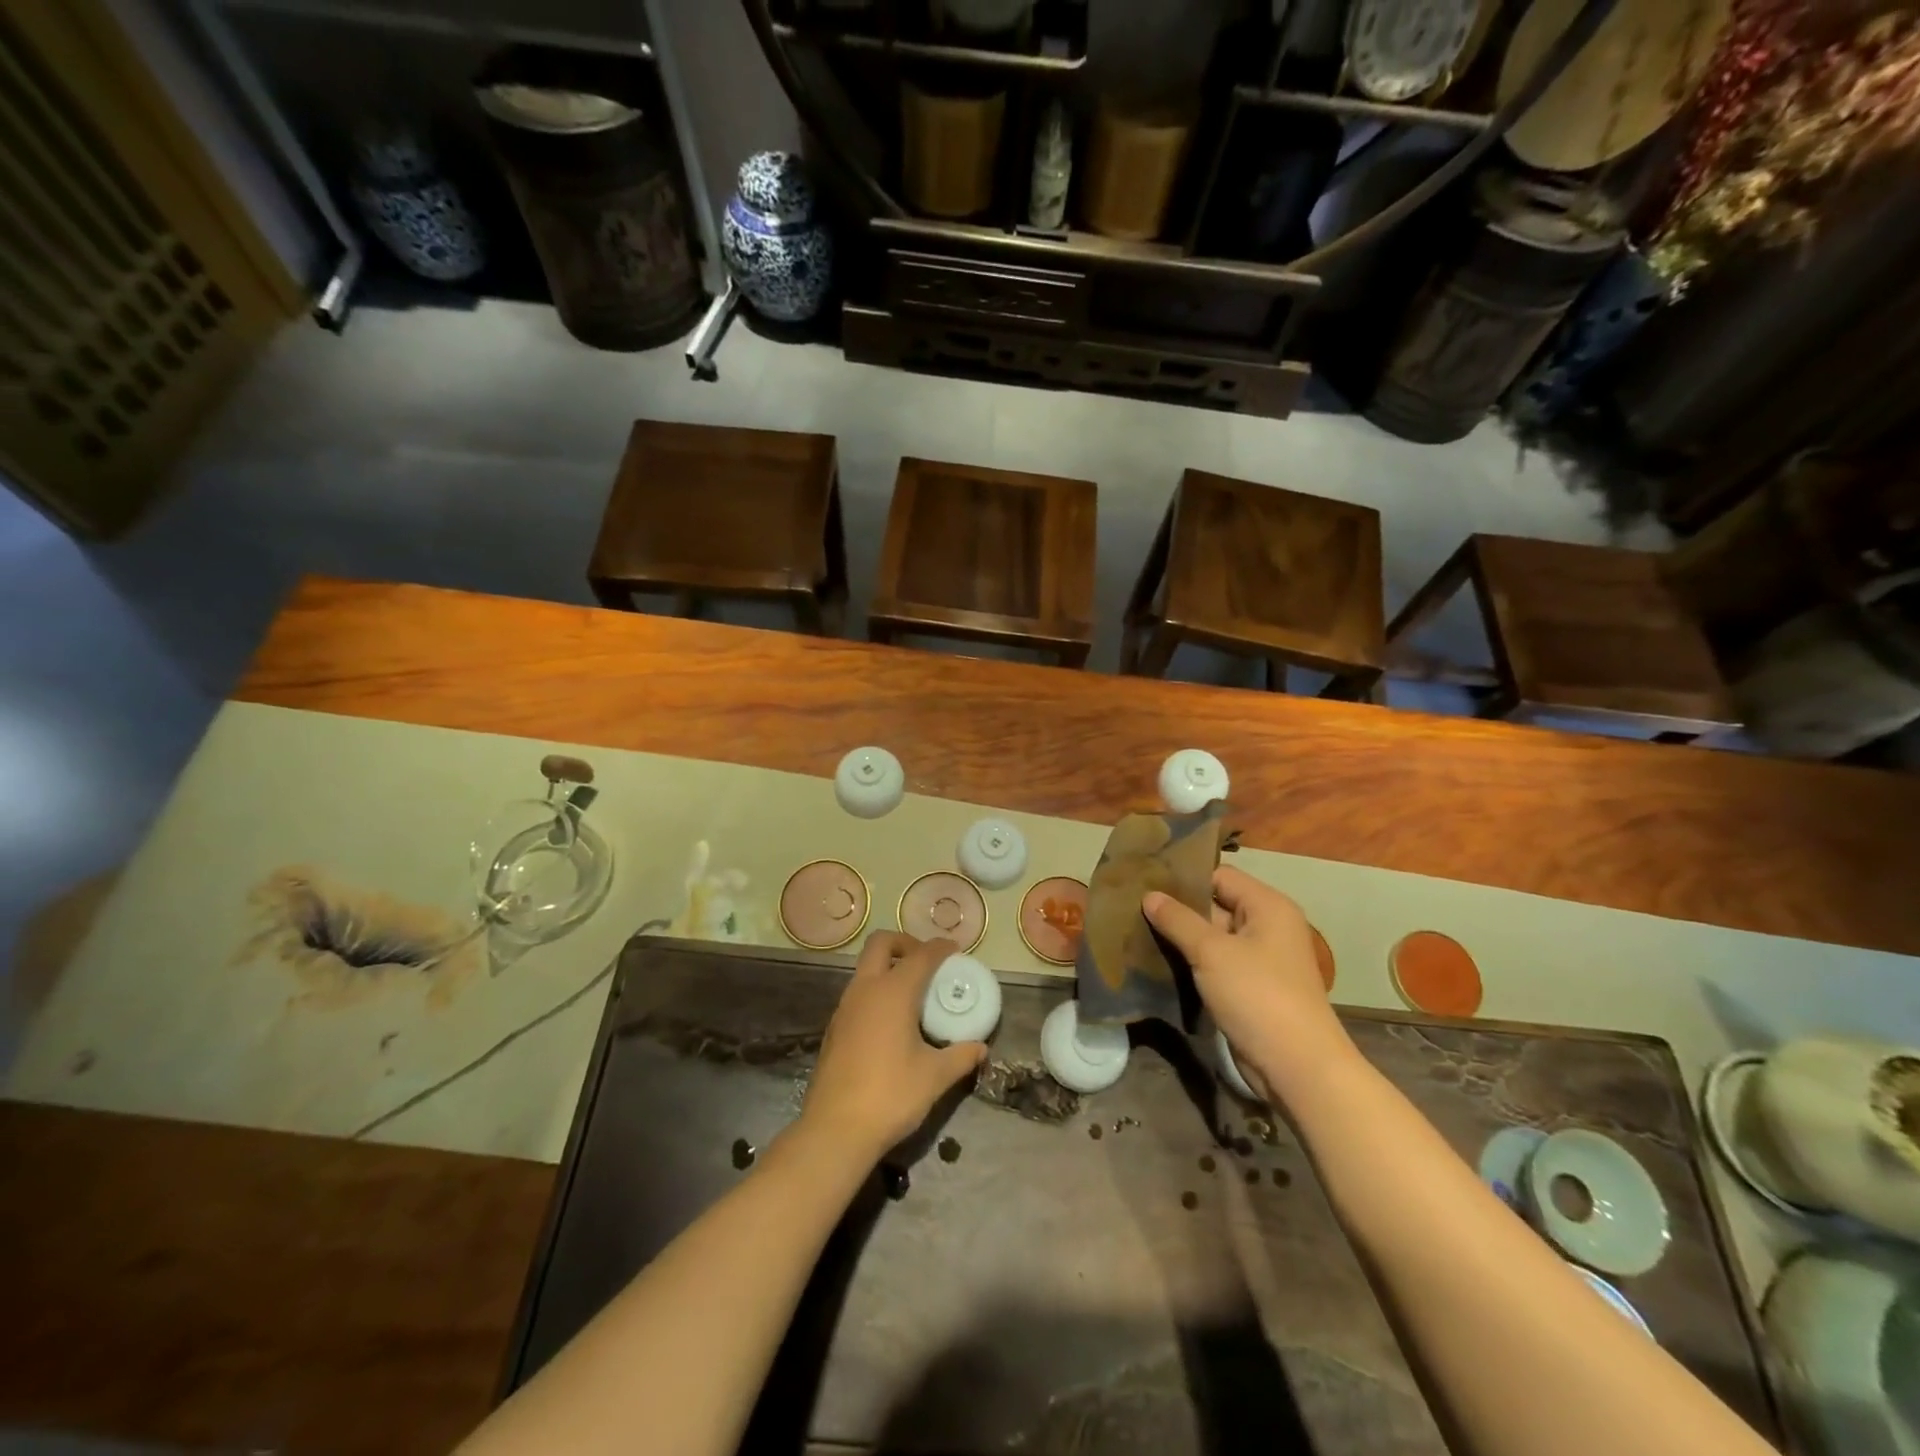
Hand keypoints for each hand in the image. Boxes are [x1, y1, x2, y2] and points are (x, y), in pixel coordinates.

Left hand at [800, 932, 988, 1162]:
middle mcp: (865, 990)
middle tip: (926, 962)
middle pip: (881, 944)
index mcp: (893, 992)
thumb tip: (981, 1048)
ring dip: (888, 968)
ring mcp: (844, 1008)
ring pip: (865, 968)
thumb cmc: (891, 1096)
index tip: (955, 950)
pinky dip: (876, 991)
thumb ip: (961, 1056)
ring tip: (913, 993)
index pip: (921, 955)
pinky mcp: (834, 1028)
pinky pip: (858, 993)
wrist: (835, 1131)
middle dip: (905, 943)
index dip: (940, 948)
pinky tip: (892, 1022)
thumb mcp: (935, 1077)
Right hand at [1143, 866, 1355, 1102]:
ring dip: (1181, 937)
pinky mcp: (1250, 987)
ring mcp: (1259, 959)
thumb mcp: (1212, 952)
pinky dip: (1191, 962)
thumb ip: (1178, 920)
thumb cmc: (1257, 996)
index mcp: (1267, 906)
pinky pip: (1215, 963)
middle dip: (1178, 908)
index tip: (1145, 881)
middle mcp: (1266, 926)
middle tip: (1133, 907)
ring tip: (1137, 931)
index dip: (1184, 878)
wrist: (1297, 1067)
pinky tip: (1157, 961)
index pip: (1219, 875)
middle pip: (1215, 904)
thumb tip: (1149, 895)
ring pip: (1212, 937)